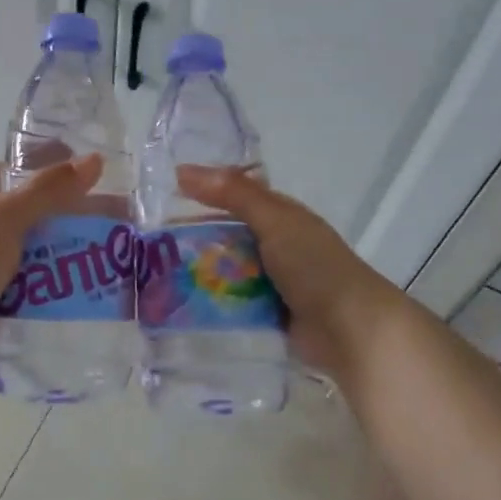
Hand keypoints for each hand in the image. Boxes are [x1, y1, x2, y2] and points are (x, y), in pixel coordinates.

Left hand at [0, 154, 105, 372]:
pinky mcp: (4, 300)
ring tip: (117, 259)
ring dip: (75, 255)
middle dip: (75, 216)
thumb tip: (96, 159)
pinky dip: (64, 288)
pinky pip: (42, 289)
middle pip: (39, 215)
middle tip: (119, 222)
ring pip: (44, 253)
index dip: (48, 166)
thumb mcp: (9, 214)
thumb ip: (50, 188)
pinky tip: (94, 291)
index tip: (87, 170)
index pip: (17, 172)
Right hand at [176, 166, 401, 381]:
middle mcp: (276, 246)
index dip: (202, 195)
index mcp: (281, 217)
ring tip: (156, 278)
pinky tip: (181, 306)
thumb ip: (234, 194)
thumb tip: (183, 170)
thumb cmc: (315, 266)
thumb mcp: (274, 221)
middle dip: (193, 239)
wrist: (351, 330)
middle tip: (149, 245)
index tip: (161, 199)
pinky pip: (232, 303)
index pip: (235, 197)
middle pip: (226, 236)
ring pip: (226, 271)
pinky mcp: (267, 314)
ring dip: (199, 274)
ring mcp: (272, 283)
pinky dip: (212, 303)